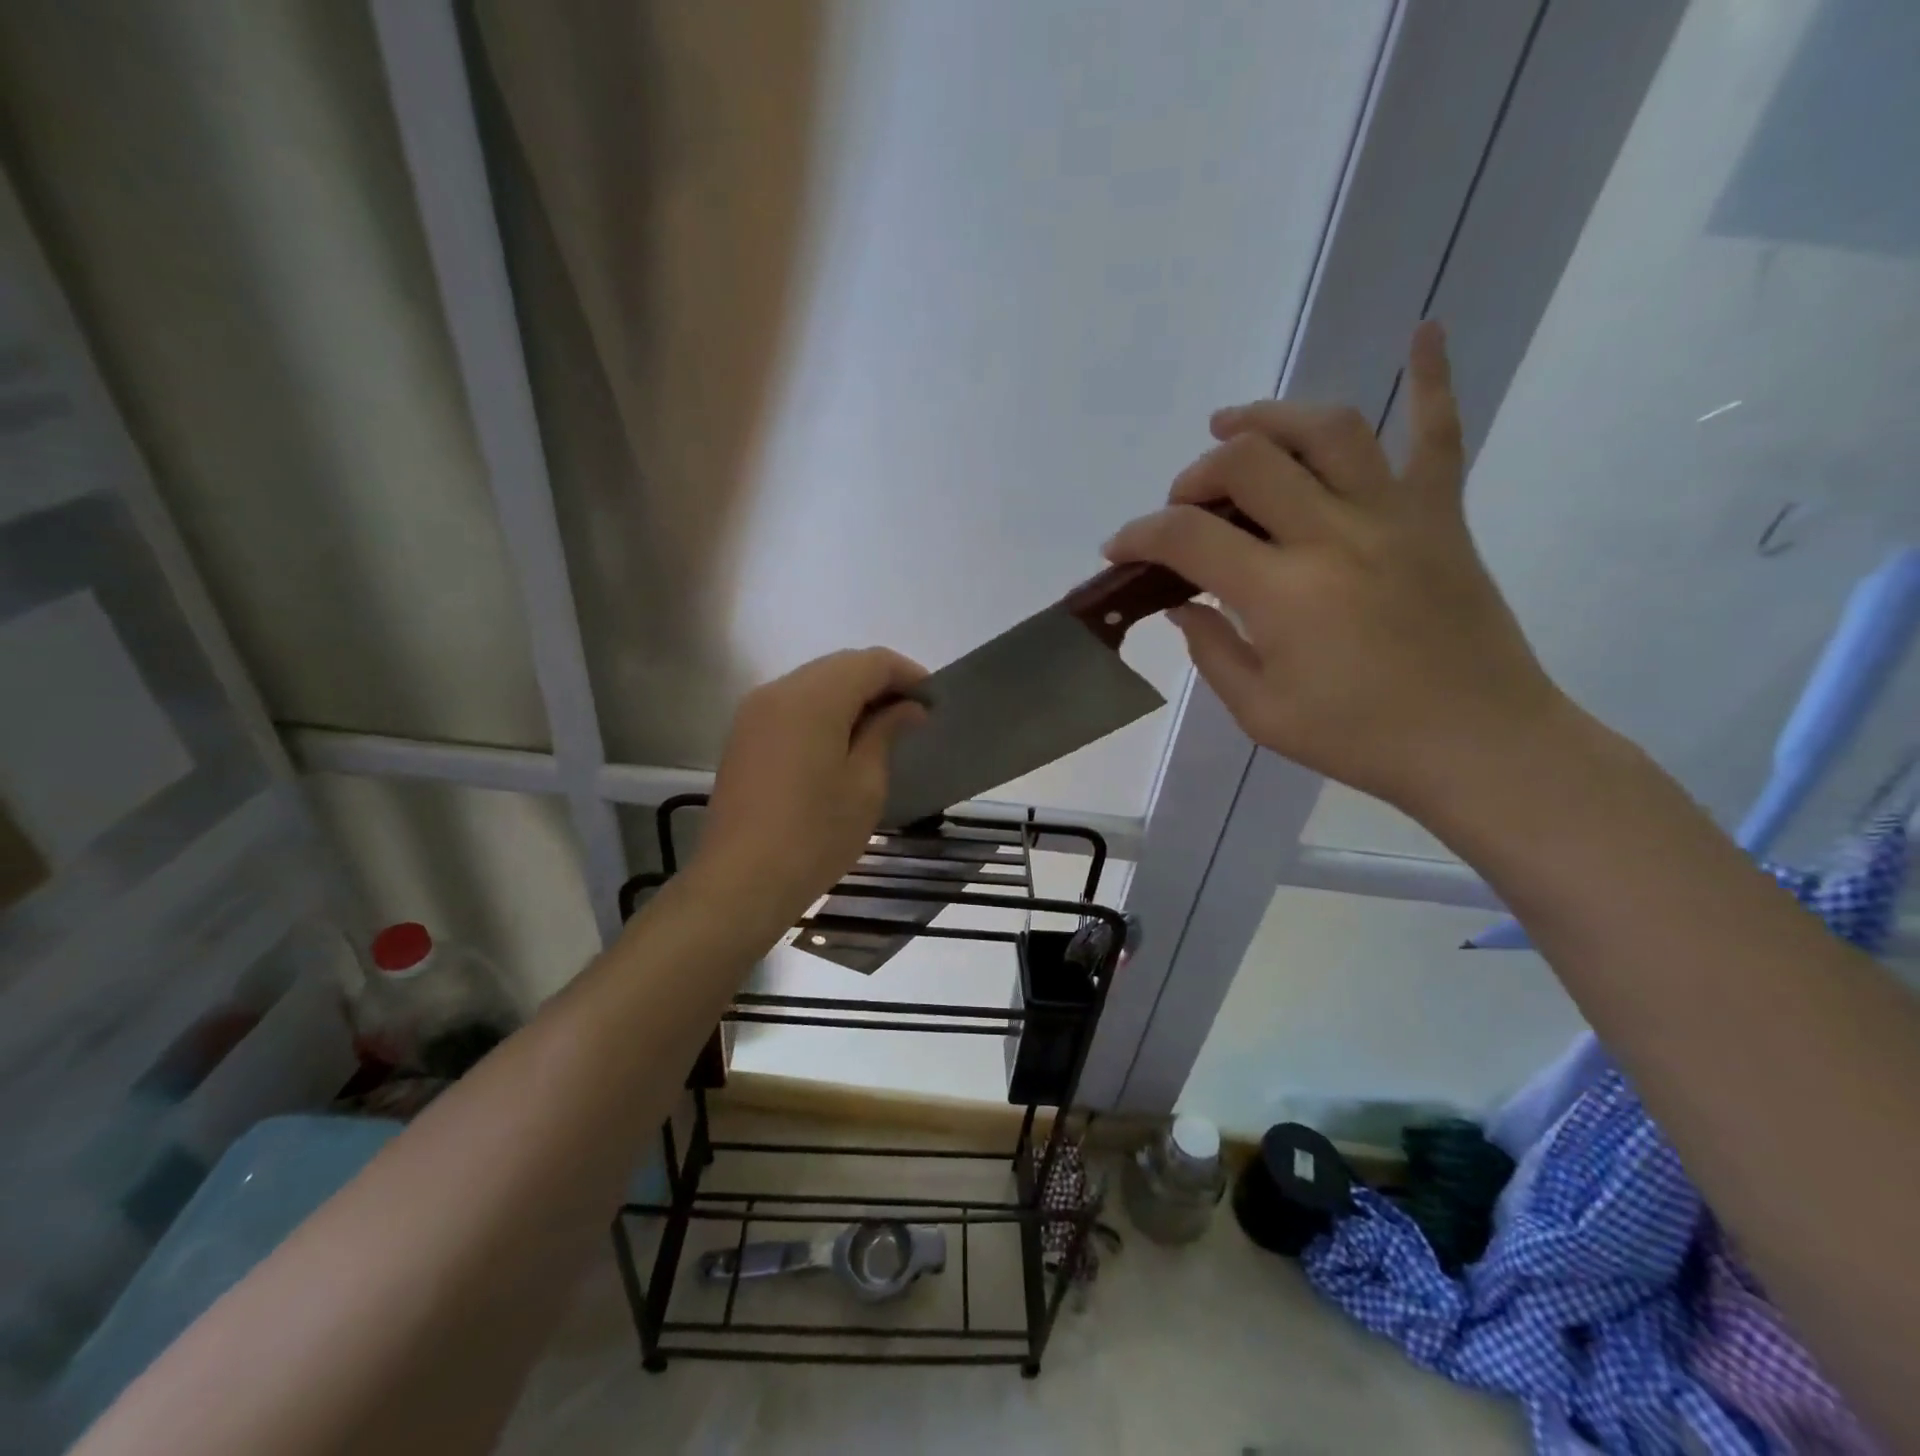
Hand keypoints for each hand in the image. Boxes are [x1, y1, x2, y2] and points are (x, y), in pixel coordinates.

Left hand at [692, 648, 927, 930]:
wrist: (740, 881)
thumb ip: (886, 733)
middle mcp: (779, 691)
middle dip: (880, 682)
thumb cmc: (814, 835)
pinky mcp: (744, 735)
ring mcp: (755, 712)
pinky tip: (842, 742)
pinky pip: (793, 705)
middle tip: (912, 716)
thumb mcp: (865, 785)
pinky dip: (824, 711)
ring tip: (882, 730)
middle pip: (840, 666)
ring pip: (815, 683)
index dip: (908, 675)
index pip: (871, 662)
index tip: (933, 703)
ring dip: (852, 696)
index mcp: (813, 698)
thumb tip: (908, 708)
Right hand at [1103, 322, 1566, 814]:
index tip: (1118, 548)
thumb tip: (1182, 604)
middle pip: (1247, 463)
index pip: (1187, 536)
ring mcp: (1393, 515)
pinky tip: (1424, 330)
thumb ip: (1211, 651)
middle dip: (1195, 475)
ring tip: (1234, 425)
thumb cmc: (1360, 739)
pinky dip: (1433, 377)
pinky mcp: (1440, 515)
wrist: (1479, 744)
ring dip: (1268, 418)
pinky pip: (1438, 432)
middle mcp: (1333, 535)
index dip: (1138, 534)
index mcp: (1282, 593)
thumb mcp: (1261, 713)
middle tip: (1183, 505)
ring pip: (1326, 430)